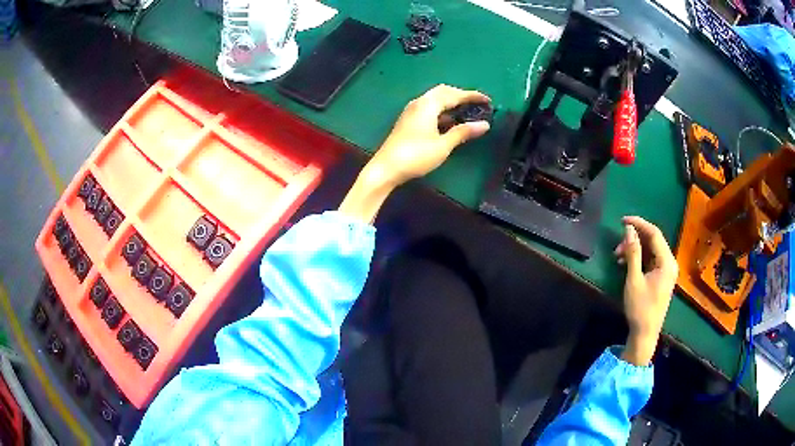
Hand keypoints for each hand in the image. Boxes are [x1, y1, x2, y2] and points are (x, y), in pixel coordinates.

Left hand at [367, 84, 491, 187]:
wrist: (386, 168)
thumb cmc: (416, 156)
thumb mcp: (443, 145)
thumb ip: (463, 132)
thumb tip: (484, 124)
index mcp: (428, 104)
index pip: (454, 94)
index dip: (472, 96)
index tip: (488, 100)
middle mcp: (419, 103)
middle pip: (443, 92)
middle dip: (461, 96)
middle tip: (477, 104)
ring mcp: (412, 111)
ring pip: (435, 100)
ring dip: (451, 103)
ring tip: (467, 112)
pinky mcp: (408, 121)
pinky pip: (429, 109)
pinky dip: (442, 111)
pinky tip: (449, 122)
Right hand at [614, 216, 677, 365]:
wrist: (645, 333)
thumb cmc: (640, 308)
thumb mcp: (634, 279)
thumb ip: (633, 253)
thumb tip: (629, 230)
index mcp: (667, 261)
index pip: (654, 233)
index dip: (639, 223)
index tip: (622, 220)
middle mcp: (670, 262)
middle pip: (653, 240)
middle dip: (634, 239)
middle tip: (617, 246)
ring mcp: (666, 270)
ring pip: (651, 250)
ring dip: (635, 249)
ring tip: (618, 256)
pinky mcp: (662, 277)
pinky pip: (651, 260)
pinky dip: (639, 258)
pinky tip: (626, 263)